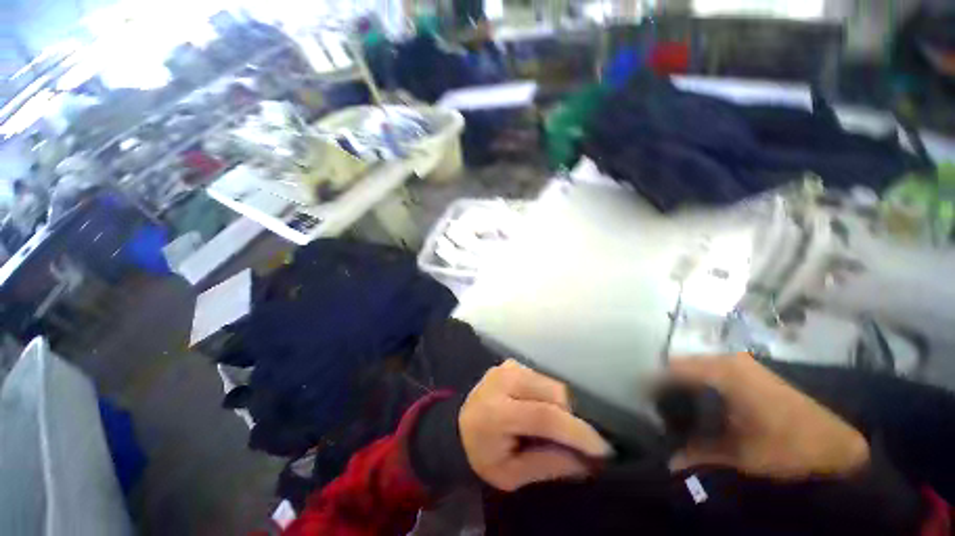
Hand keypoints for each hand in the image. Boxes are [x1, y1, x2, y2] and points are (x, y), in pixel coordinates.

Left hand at [459, 360, 612, 490]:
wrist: (458, 426)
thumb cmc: (482, 455)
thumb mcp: (510, 475)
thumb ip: (548, 465)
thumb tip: (587, 460)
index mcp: (496, 412)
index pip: (543, 416)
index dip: (576, 432)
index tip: (604, 449)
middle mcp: (502, 381)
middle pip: (554, 394)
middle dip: (570, 419)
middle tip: (571, 441)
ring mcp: (507, 367)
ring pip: (552, 384)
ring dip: (561, 407)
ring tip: (549, 426)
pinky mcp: (511, 363)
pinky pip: (543, 378)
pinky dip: (550, 396)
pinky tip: (539, 408)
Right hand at [667, 353, 869, 479]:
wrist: (837, 449)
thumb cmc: (786, 449)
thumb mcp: (738, 455)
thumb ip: (697, 454)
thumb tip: (667, 461)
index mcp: (723, 370)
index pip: (672, 368)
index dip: (654, 384)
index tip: (642, 403)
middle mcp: (730, 359)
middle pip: (683, 365)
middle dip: (668, 385)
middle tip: (657, 409)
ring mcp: (743, 364)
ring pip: (698, 369)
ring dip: (684, 386)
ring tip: (674, 409)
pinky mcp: (753, 374)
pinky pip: (714, 374)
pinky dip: (701, 387)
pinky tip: (700, 408)